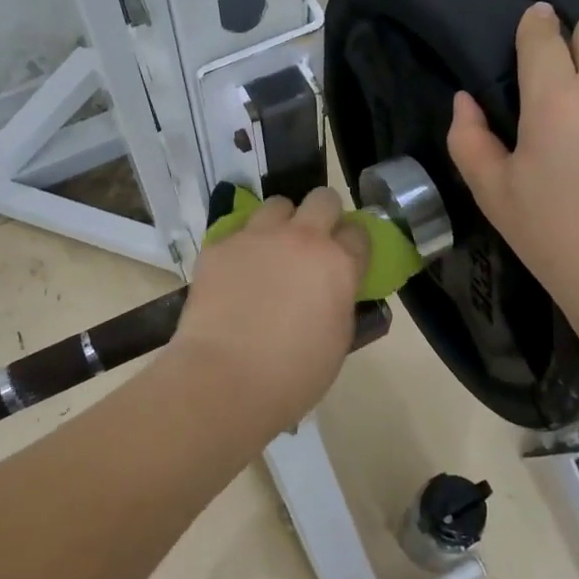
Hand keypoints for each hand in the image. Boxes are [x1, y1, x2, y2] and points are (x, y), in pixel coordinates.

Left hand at [168, 187, 370, 422]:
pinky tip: (234, 274)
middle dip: (322, 214)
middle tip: (312, 242)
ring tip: (270, 251)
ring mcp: (256, 236)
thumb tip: (332, 288)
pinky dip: (242, 246)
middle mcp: (301, 238)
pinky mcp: (219, 245)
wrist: (225, 379)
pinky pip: (237, 232)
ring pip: (277, 205)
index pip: (359, 231)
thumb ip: (340, 300)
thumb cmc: (293, 375)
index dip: (352, 243)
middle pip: (322, 199)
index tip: (345, 257)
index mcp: (338, 264)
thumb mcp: (338, 340)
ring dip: (280, 222)